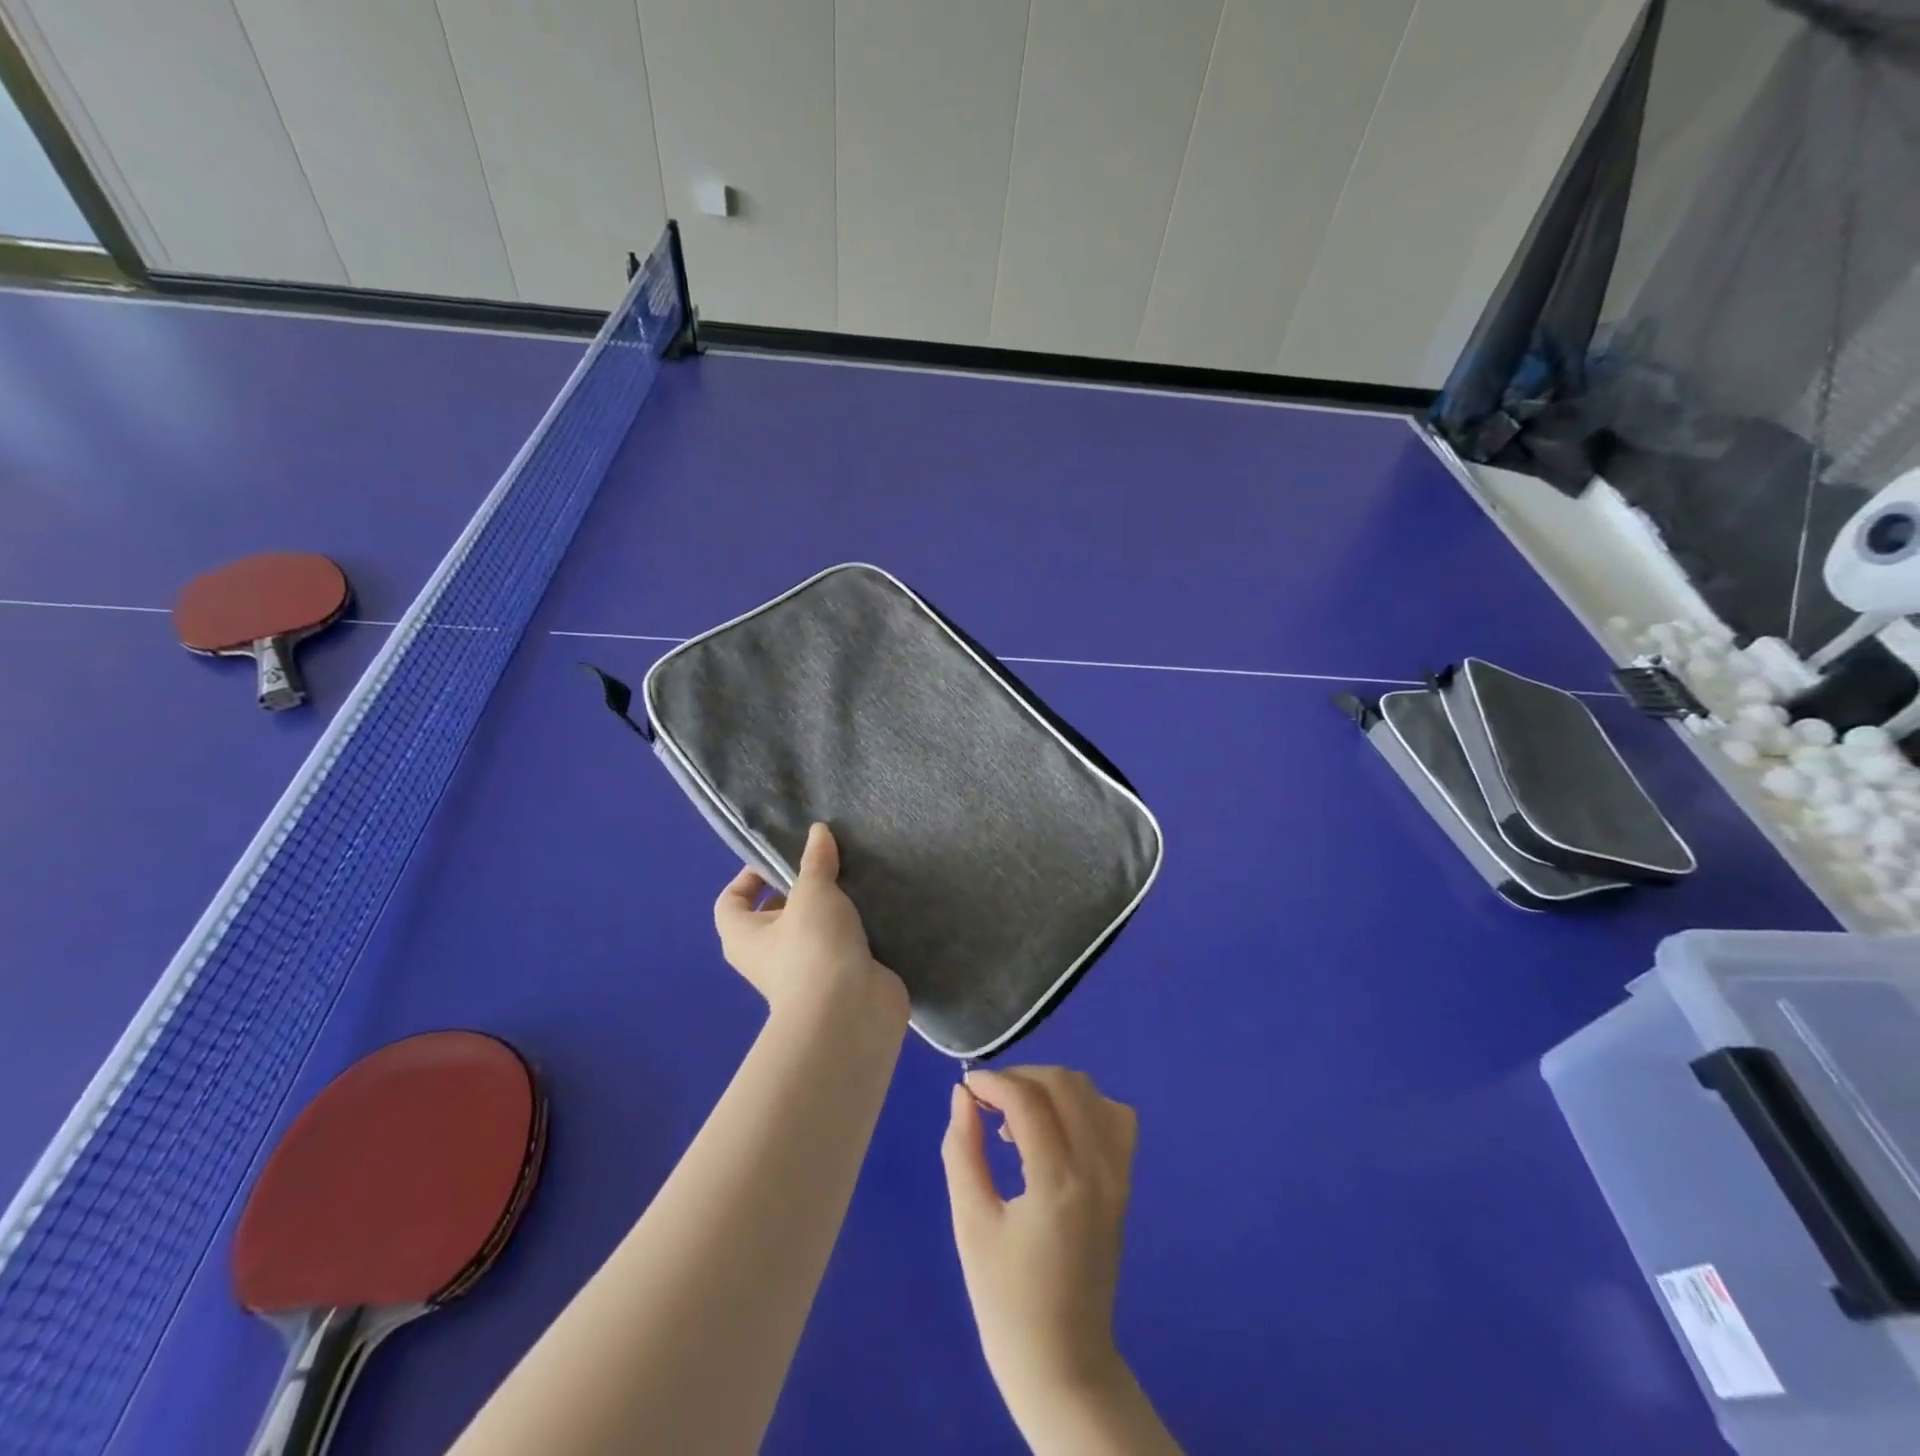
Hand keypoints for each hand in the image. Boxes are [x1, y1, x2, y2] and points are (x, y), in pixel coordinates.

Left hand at [713, 823, 905, 1021]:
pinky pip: (843, 946)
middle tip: (828, 863)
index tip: (781, 857)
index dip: (749, 876)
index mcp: (744, 936)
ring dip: (833, 909)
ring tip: (856, 879)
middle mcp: (768, 956)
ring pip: (814, 930)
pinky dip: (856, 930)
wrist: (850, 1012)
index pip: (731, 901)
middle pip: (776, 914)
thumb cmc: (813, 947)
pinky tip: (876, 907)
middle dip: (801, 888)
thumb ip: (816, 861)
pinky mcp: (840, 980)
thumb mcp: (813, 892)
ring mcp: (805, 972)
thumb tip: (818, 831)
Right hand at [941, 1066, 1138, 1420]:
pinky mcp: (1125, 1184)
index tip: (967, 1087)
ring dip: (1050, 1087)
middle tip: (987, 1102)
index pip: (1027, 1100)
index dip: (992, 1081)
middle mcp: (1097, 1170)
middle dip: (1020, 1077)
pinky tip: (1056, 1129)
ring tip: (1017, 1117)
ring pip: (1091, 1093)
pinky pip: (1115, 1118)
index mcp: (1057, 1184)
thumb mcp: (970, 1224)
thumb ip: (963, 1150)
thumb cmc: (1006, 1301)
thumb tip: (962, 1096)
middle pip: (1064, 1084)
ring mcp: (1118, 1176)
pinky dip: (1084, 1105)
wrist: (1063, 1364)